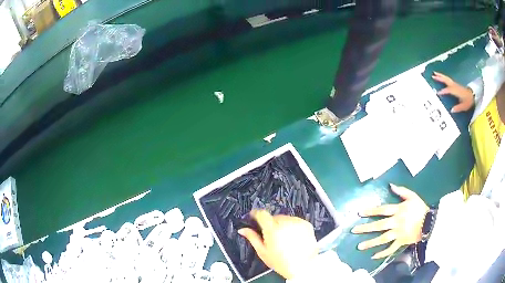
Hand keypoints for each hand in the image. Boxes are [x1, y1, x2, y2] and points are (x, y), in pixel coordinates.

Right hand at [238, 210, 317, 278]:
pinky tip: (293, 238)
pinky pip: (296, 221)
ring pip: (285, 219)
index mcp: (272, 229)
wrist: (302, 266)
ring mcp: (297, 223)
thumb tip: (242, 230)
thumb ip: (252, 237)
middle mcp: (285, 223)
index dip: (256, 214)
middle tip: (272, 236)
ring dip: (282, 225)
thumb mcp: (262, 251)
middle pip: (274, 217)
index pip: (261, 214)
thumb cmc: (281, 262)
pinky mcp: (306, 224)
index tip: (254, 217)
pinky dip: (293, 227)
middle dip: (271, 224)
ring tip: (284, 239)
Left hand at [352, 184, 428, 259]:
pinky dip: (383, 253)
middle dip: (366, 228)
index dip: (371, 211)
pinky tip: (373, 257)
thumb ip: (401, 191)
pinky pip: (391, 249)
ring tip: (359, 246)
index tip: (359, 213)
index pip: (382, 210)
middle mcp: (396, 222)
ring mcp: (398, 233)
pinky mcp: (401, 242)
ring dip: (371, 243)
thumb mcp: (412, 196)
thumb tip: (390, 185)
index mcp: (399, 210)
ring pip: (383, 239)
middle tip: (354, 230)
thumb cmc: (420, 208)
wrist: (430, 222)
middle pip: (379, 225)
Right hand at [432, 72, 473, 112]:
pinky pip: (448, 79)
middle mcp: (454, 86)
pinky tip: (441, 78)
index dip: (443, 91)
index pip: (448, 90)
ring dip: (441, 76)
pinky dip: (444, 77)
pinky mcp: (455, 84)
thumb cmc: (468, 101)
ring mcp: (455, 84)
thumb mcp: (464, 106)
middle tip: (433, 75)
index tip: (437, 93)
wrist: (473, 96)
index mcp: (456, 91)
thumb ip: (458, 108)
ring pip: (447, 78)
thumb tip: (451, 110)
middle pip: (446, 80)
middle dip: (440, 78)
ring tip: (435, 73)